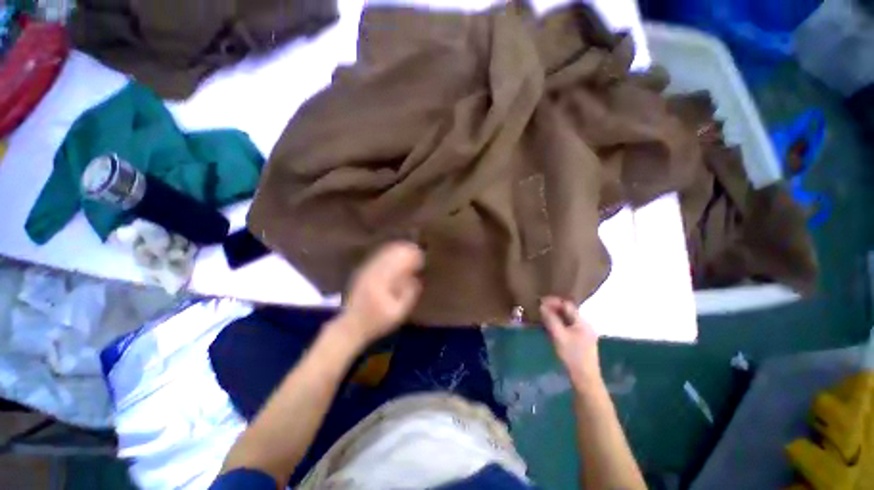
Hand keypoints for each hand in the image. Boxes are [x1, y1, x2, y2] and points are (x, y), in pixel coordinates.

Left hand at [337, 241, 423, 346]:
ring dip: (396, 250)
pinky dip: (387, 254)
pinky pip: (377, 258)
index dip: (411, 257)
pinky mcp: (362, 272)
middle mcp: (373, 272)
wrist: (351, 325)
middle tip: (416, 251)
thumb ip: (409, 295)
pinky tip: (394, 254)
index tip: (420, 256)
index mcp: (382, 282)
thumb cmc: (377, 321)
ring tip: (408, 249)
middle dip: (405, 251)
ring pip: (383, 254)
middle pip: (391, 255)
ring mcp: (365, 271)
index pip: (399, 263)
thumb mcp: (398, 313)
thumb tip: (416, 279)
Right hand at [540, 296, 601, 388]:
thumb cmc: (572, 356)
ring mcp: (585, 333)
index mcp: (582, 322)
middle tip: (539, 309)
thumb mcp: (559, 336)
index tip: (540, 302)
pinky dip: (559, 324)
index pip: (567, 304)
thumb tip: (542, 306)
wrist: (585, 380)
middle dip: (553, 308)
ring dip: (555, 316)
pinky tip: (551, 328)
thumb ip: (551, 319)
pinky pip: (569, 327)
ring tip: (543, 317)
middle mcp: (585, 325)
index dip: (553, 301)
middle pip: (568, 311)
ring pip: (568, 319)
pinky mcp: (582, 341)